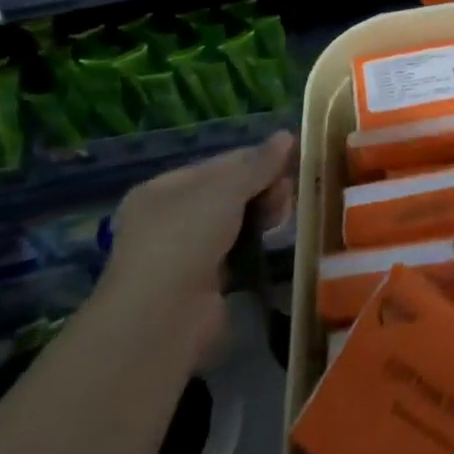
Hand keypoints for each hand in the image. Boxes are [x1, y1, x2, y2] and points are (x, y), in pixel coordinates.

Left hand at [102, 132, 294, 352]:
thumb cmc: (186, 238)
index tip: (291, 163)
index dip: (257, 160)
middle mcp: (169, 218)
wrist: (161, 318)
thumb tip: (287, 135)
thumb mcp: (226, 189)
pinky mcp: (201, 285)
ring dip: (261, 217)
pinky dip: (254, 247)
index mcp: (164, 189)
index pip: (220, 164)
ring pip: (234, 223)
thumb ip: (259, 164)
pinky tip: (273, 244)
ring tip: (284, 218)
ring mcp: (183, 254)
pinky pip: (236, 253)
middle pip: (229, 193)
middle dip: (262, 189)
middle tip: (287, 195)